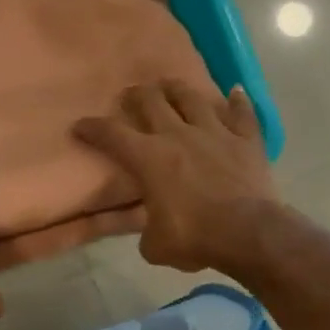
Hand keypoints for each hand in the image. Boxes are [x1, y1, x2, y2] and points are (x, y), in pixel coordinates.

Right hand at [74, 81, 280, 273]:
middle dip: (136, 95)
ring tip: (170, 85)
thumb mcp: (155, 244)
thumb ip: (147, 230)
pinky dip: (238, 102)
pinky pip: (242, 114)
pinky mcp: (246, 141)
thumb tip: (152, 229)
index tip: (80, 125)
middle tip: (131, 95)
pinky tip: (235, 91)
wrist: (249, 233)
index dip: (92, 128)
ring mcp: (215, 133)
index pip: (112, 135)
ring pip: (192, 98)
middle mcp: (178, 135)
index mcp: (149, 158)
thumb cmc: (195, 238)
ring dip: (178, 89)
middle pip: (152, 101)